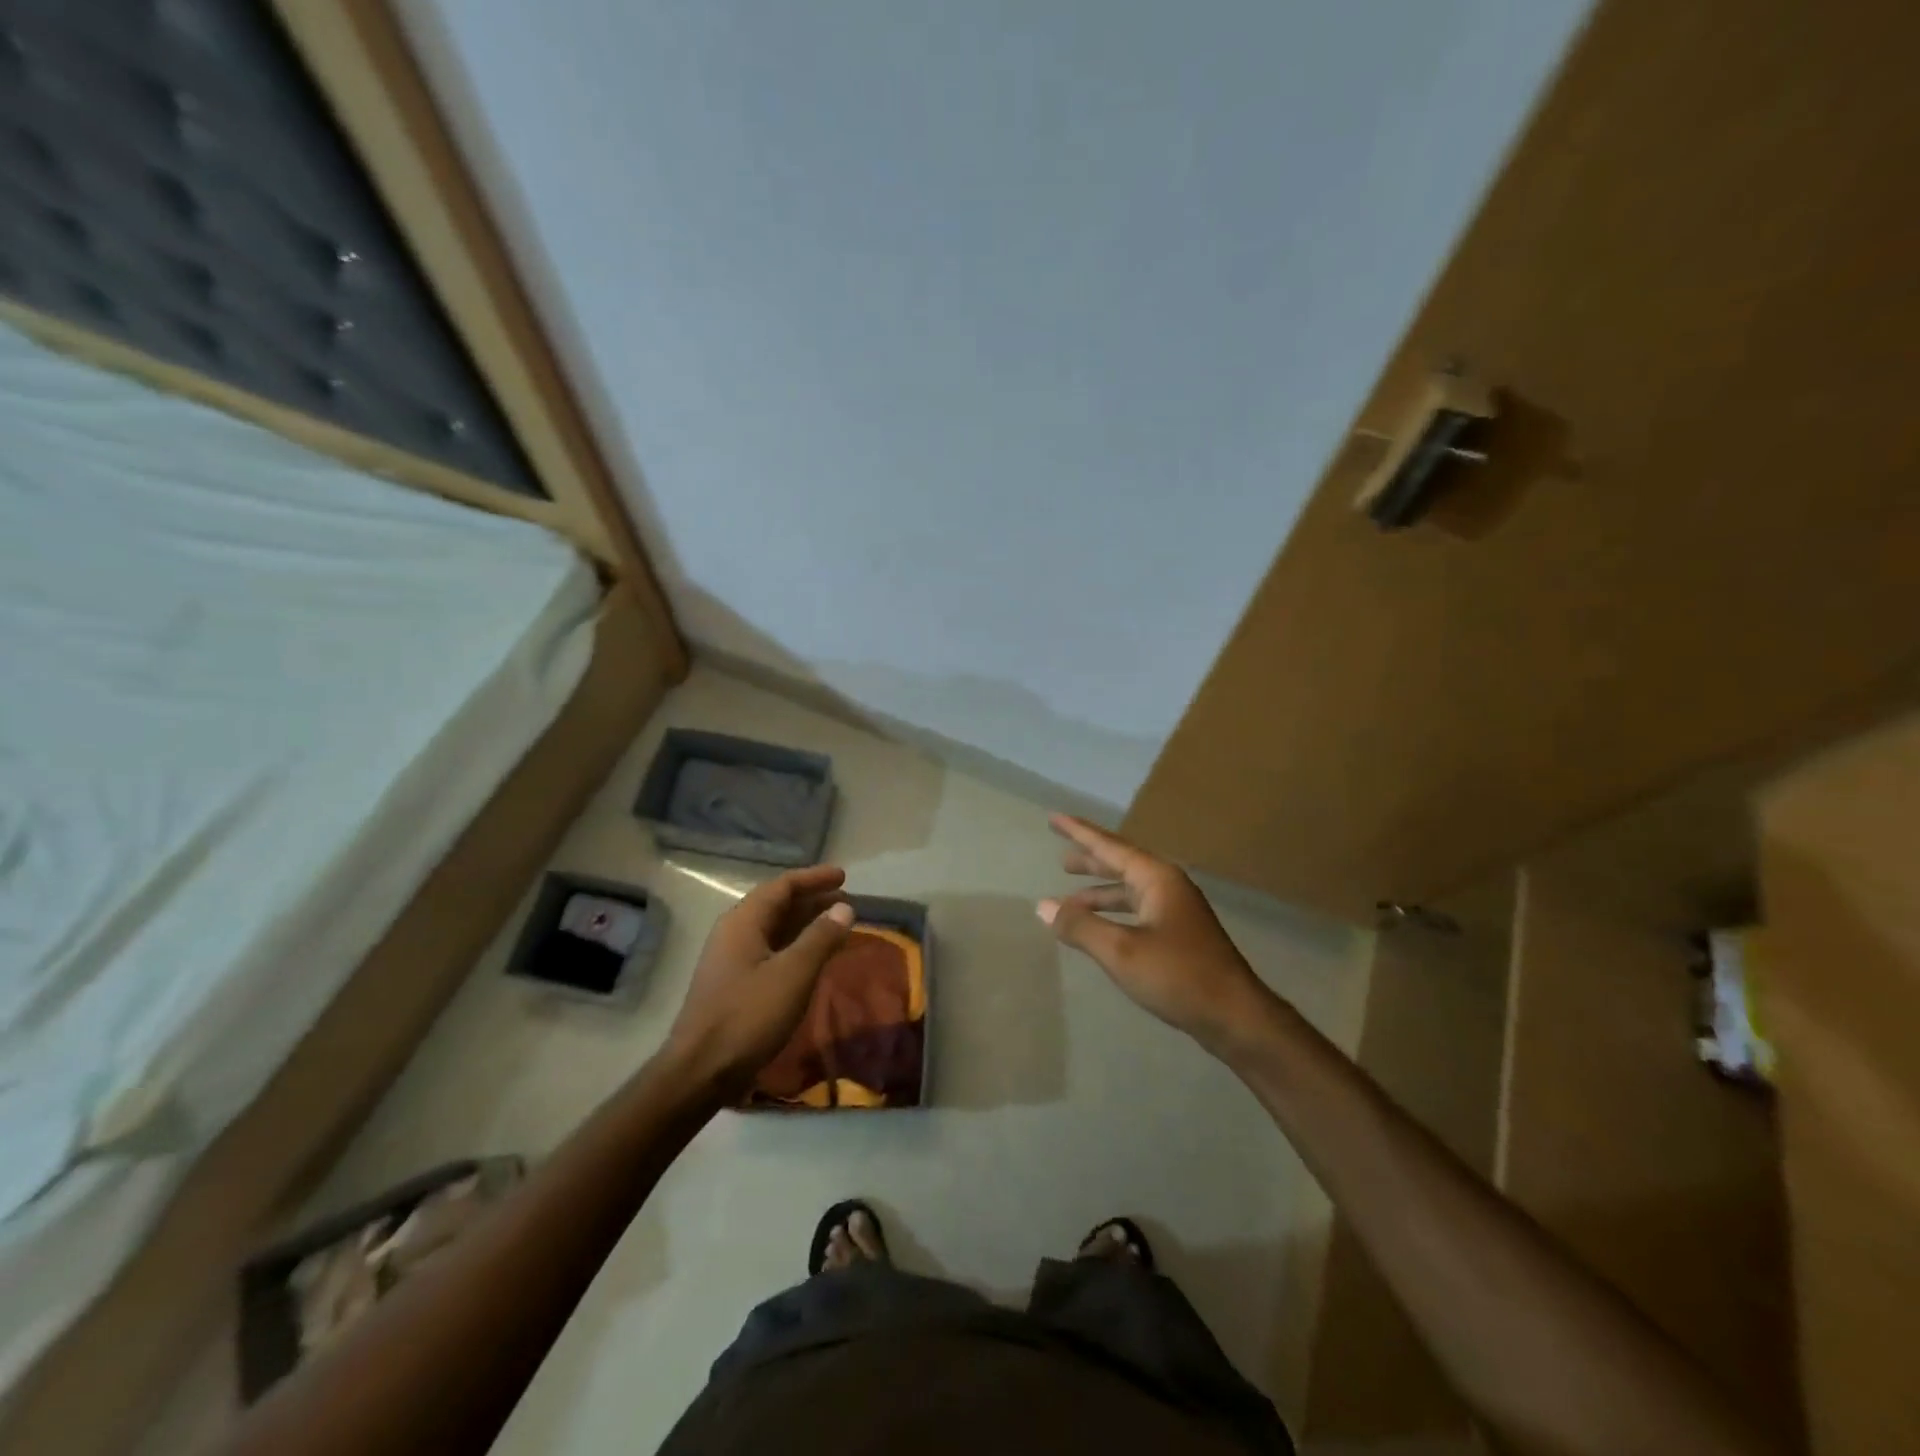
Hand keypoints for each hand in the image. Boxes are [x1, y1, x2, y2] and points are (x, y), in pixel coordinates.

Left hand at [666, 865, 855, 1092]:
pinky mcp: (733, 985)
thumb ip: (821, 937)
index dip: (814, 878)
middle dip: (812, 901)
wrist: (700, 1072)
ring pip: (774, 930)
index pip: (782, 886)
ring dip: (805, 925)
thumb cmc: (748, 1016)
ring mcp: (731, 960)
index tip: (844, 876)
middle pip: (777, 905)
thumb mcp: (793, 974)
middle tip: (846, 902)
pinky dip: (796, 947)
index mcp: (744, 921)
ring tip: (837, 927)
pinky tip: (813, 960)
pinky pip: (770, 951)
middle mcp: (734, 932)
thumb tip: (844, 907)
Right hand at [1038, 815, 1270, 1051]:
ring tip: (1069, 898)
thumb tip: (1043, 905)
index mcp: (1157, 878)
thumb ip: (1080, 926)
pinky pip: (1137, 911)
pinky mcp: (1179, 935)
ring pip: (1129, 890)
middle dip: (1090, 860)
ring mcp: (1177, 911)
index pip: (1110, 846)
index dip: (1079, 832)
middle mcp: (1168, 886)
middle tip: (1061, 858)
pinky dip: (1113, 914)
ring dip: (1099, 892)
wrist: (1235, 1016)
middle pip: (1121, 864)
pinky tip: (1100, 928)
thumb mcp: (1121, 950)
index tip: (1054, 818)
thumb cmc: (1178, 975)